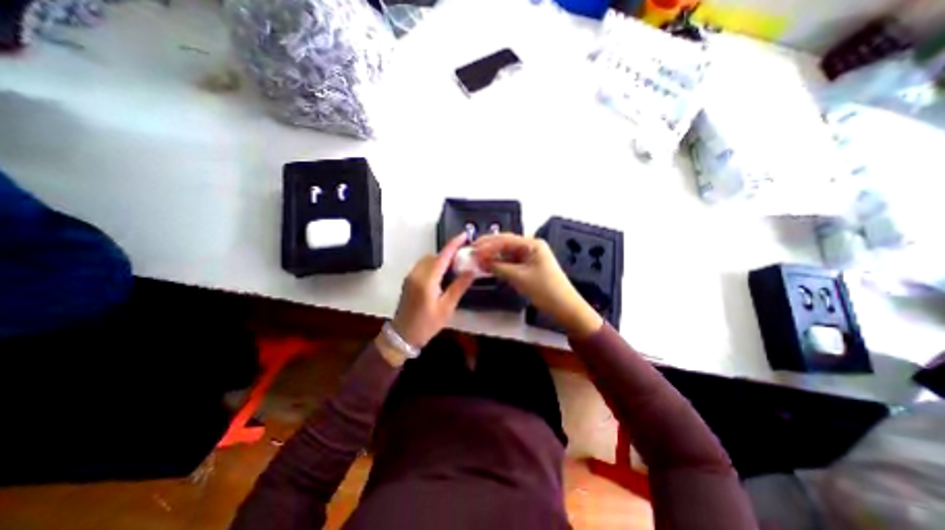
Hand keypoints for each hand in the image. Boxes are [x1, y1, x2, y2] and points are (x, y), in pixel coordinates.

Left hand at [387, 234, 472, 348]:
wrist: (403, 335)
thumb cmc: (427, 324)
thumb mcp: (447, 307)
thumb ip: (459, 286)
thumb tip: (472, 270)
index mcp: (427, 280)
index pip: (443, 256)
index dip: (454, 244)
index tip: (465, 234)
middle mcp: (417, 273)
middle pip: (435, 256)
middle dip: (449, 253)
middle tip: (464, 258)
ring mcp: (410, 276)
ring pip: (428, 259)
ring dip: (441, 259)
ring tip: (455, 267)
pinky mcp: (408, 280)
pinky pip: (423, 265)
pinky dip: (433, 264)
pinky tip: (442, 274)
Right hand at [477, 234, 600, 337]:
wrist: (564, 307)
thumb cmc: (544, 289)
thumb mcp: (519, 277)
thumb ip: (498, 267)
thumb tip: (479, 261)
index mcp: (532, 244)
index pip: (505, 240)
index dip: (487, 245)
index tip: (472, 250)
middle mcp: (530, 247)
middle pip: (505, 244)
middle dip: (488, 247)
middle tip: (471, 251)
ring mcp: (529, 257)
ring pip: (506, 253)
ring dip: (492, 256)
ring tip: (476, 259)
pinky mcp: (528, 267)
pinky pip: (510, 262)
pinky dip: (499, 264)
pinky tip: (487, 266)